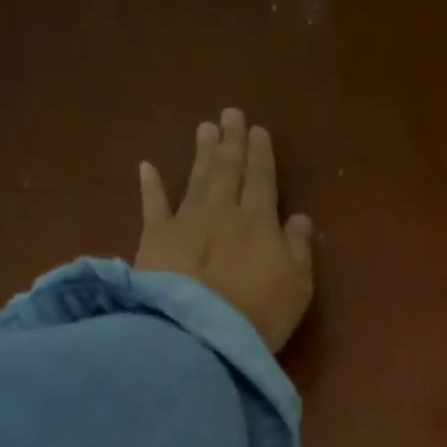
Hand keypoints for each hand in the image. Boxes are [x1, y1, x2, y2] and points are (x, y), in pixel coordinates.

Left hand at [134, 108, 314, 352]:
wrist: (201, 332)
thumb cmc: (259, 313)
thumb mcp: (297, 286)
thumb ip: (298, 248)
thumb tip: (299, 217)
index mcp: (259, 221)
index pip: (261, 179)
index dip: (260, 155)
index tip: (258, 131)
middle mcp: (222, 211)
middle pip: (227, 170)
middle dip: (231, 142)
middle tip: (230, 114)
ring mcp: (185, 222)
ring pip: (196, 178)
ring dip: (201, 153)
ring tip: (204, 128)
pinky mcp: (154, 239)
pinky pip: (153, 205)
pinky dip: (151, 186)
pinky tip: (148, 167)